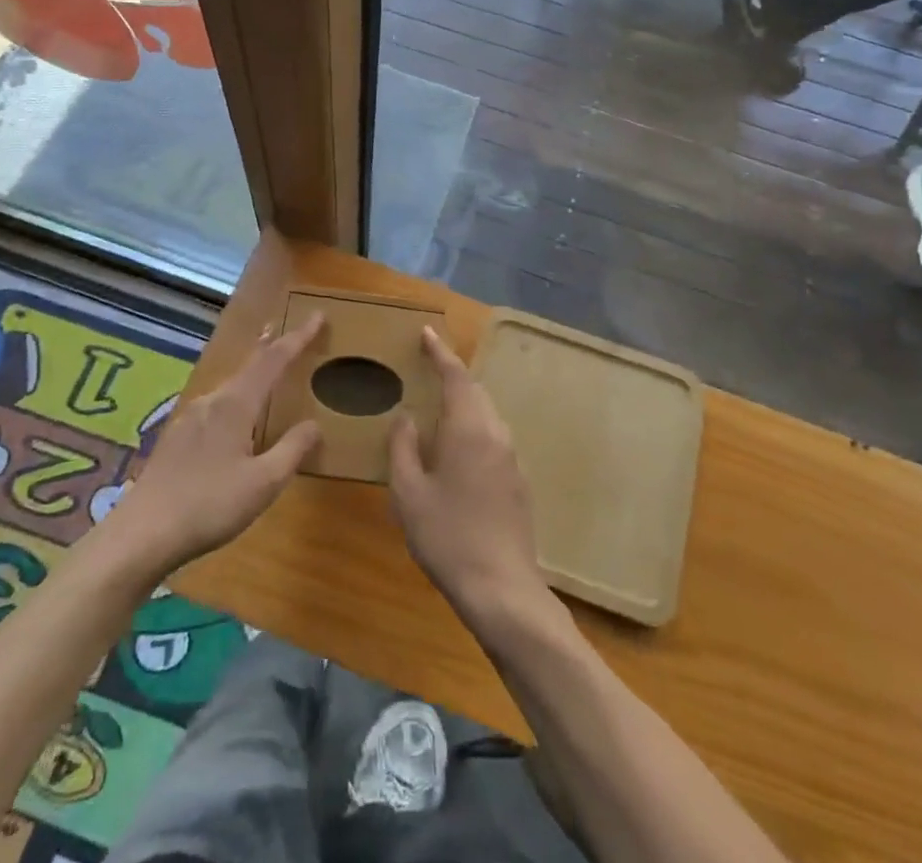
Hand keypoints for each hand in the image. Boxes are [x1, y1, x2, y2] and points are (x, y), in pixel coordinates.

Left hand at [109, 316, 323, 572]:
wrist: (141, 534)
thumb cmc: (209, 505)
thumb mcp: (263, 483)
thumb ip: (292, 450)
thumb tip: (315, 424)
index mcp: (236, 405)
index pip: (273, 360)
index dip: (298, 338)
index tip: (317, 316)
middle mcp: (212, 401)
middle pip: (248, 365)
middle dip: (271, 347)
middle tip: (288, 331)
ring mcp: (190, 418)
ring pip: (230, 384)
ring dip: (252, 370)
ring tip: (265, 364)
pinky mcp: (177, 437)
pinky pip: (216, 403)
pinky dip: (236, 393)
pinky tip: (233, 412)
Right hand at [388, 328, 551, 630]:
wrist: (503, 589)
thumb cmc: (448, 537)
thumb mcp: (409, 494)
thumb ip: (403, 448)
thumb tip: (406, 418)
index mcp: (469, 428)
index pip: (456, 376)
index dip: (440, 352)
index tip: (426, 333)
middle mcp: (496, 433)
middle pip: (475, 390)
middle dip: (452, 374)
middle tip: (427, 365)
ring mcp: (512, 457)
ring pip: (486, 413)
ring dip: (464, 400)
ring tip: (437, 403)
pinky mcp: (518, 480)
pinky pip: (493, 436)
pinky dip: (473, 425)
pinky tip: (456, 447)